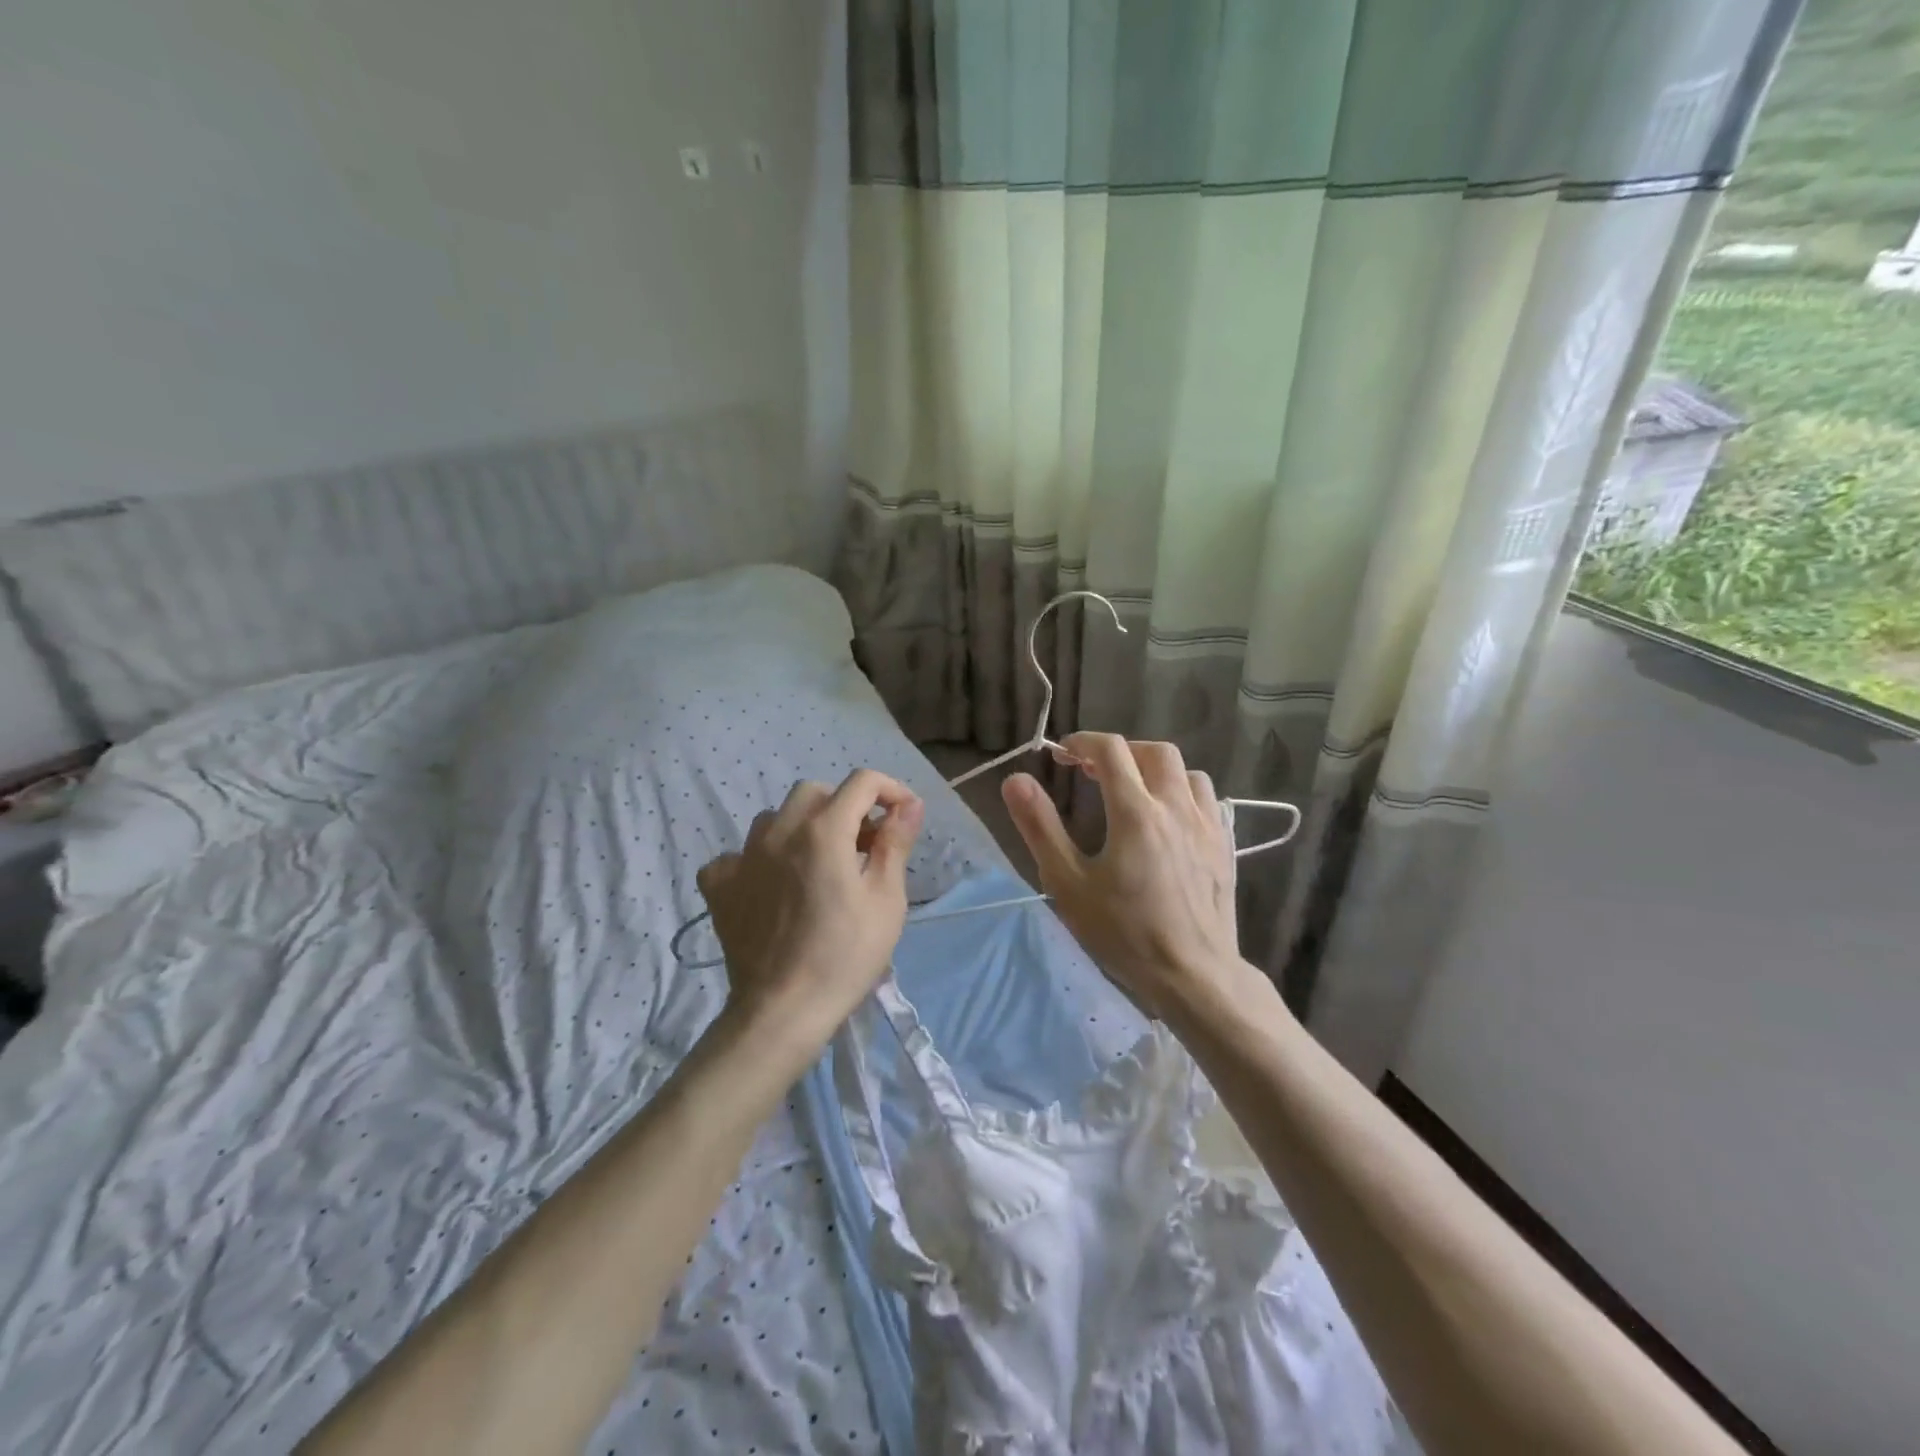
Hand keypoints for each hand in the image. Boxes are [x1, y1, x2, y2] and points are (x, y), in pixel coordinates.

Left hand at [696, 769, 923, 1047]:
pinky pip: (738, 855)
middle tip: (862, 844)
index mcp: (823, 830)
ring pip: (775, 818)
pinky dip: (759, 861)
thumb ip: (895, 843)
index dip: (890, 790)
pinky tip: (771, 886)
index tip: (903, 817)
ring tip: (818, 864)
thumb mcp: (886, 900)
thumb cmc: (846, 955)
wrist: (783, 1011)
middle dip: (844, 806)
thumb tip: (909, 805)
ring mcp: (742, 856)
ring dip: (802, 828)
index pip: (862, 782)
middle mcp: (779, 830)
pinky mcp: (719, 885)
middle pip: (815, 792)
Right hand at [1002, 734, 1243, 1019]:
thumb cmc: (1124, 933)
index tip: (1063, 755)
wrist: (1194, 975)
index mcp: (1135, 811)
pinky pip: (1207, 798)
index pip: (1110, 750)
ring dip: (1154, 769)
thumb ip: (1041, 827)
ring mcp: (1207, 824)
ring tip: (1133, 790)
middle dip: (1120, 751)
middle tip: (1093, 771)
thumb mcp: (1068, 884)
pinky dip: (1183, 790)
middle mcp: (1175, 806)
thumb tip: (1015, 781)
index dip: (1082, 742)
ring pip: (1185, 771)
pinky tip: (1169, 816)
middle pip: (1153, 751)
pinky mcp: (1225, 845)